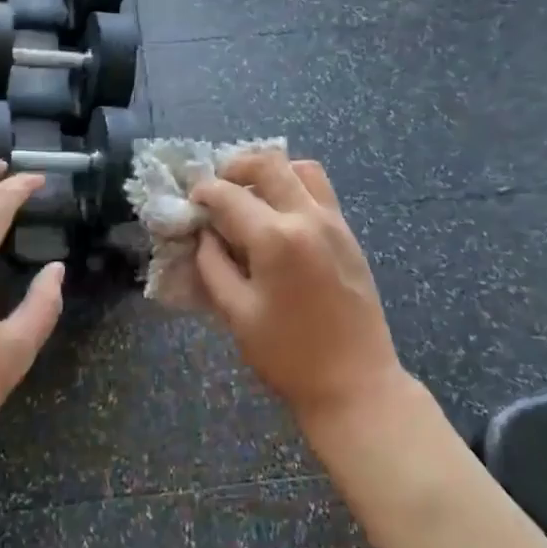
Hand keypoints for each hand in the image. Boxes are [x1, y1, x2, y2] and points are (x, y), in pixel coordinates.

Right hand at [191, 151, 406, 429]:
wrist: (356, 384)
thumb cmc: (289, 355)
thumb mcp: (237, 313)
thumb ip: (213, 266)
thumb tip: (205, 234)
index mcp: (276, 238)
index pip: (228, 194)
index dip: (203, 192)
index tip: (190, 202)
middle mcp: (307, 217)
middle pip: (268, 163)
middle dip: (234, 167)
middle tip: (217, 189)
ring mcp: (334, 222)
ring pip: (301, 168)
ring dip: (270, 172)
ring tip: (250, 196)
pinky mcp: (348, 234)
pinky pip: (319, 190)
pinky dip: (294, 186)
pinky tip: (278, 216)